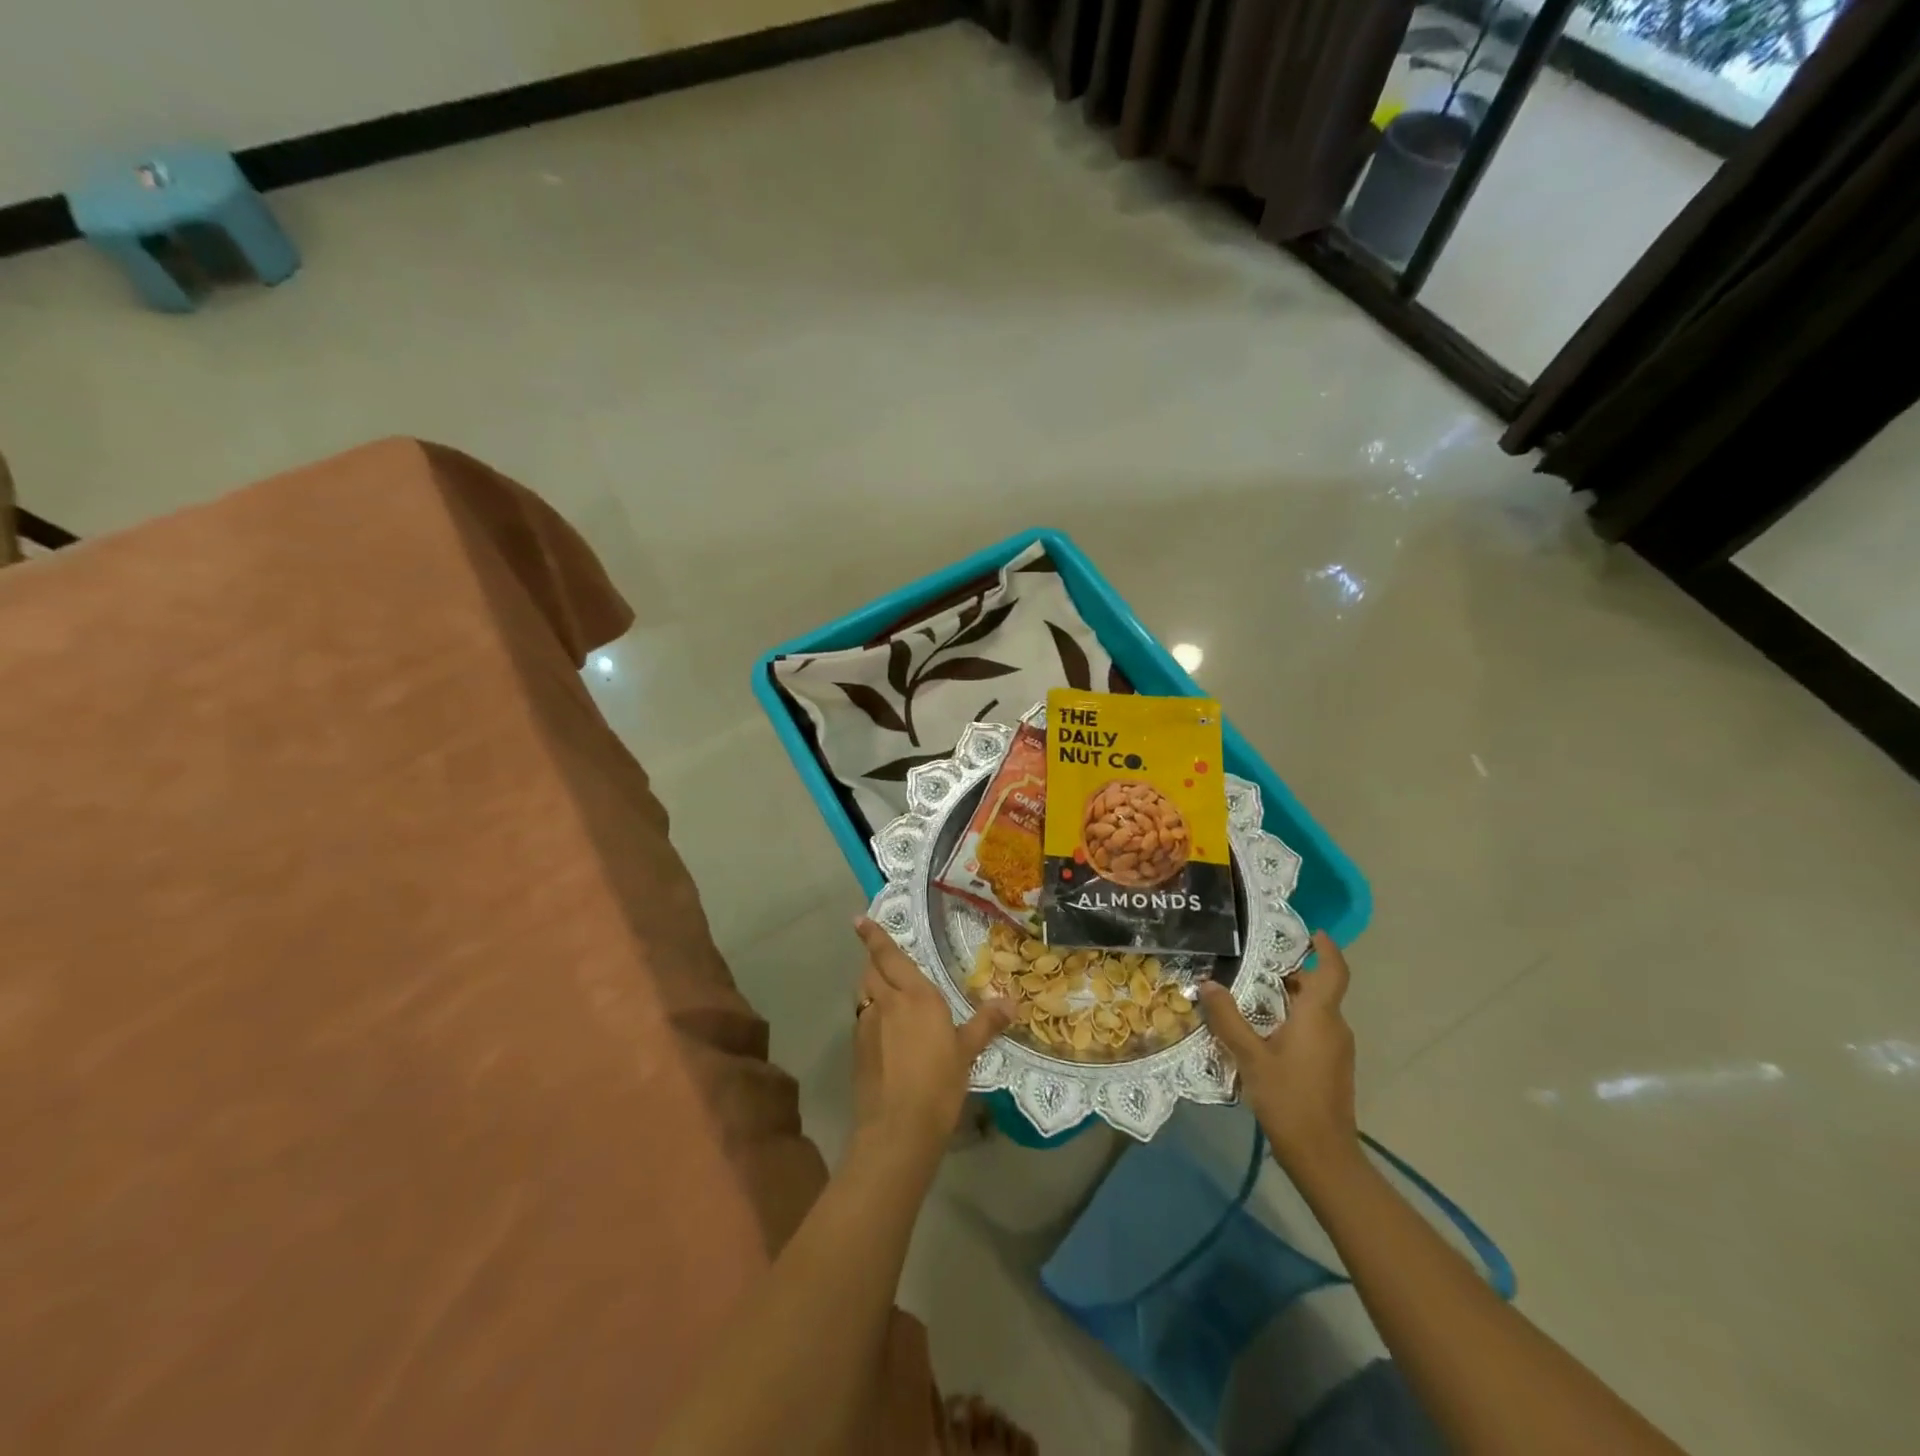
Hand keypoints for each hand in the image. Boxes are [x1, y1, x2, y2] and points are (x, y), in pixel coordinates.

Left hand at [851, 918, 1011, 1160]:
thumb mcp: (967, 1052)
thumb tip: (1011, 1002)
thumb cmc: (938, 1083)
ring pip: (864, 994)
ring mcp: (867, 1026)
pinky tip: (883, 1029)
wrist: (897, 1129)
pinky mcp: (857, 1050)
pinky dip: (870, 1014)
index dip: (874, 936)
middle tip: (882, 956)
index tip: (859, 919)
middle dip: (874, 960)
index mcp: (914, 995)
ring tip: (884, 989)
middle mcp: (886, 1002)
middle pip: (871, 971)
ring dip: (871, 986)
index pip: (889, 956)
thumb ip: (985, 1023)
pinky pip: (862, 1018)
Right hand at [1197, 931, 1358, 1174]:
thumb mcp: (1250, 1056)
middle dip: (1289, 974)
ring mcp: (1336, 1049)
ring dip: (1287, 1000)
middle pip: (1318, 989)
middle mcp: (1334, 1026)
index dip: (1326, 948)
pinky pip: (1313, 1031)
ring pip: (1314, 1011)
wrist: (1323, 1156)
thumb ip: (1228, 1018)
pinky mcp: (1331, 1067)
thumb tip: (1208, 983)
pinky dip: (1291, 1021)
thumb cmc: (1289, 1098)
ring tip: (1248, 996)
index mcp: (1319, 1016)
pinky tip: (1261, 1033)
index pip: (1334, 970)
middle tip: (1251, 965)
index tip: (1310, 933)